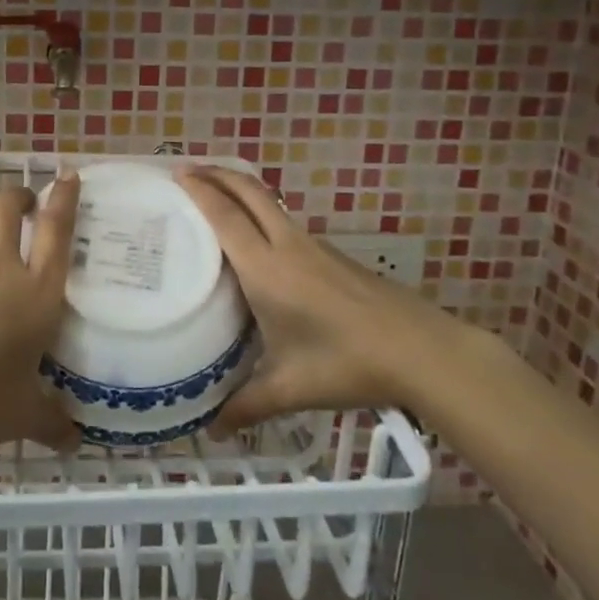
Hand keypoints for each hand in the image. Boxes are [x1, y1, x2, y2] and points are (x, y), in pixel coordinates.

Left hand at [0, 176, 80, 463]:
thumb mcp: (24, 417)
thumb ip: (54, 422)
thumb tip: (74, 440)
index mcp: (38, 294)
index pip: (56, 230)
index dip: (64, 197)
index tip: (69, 175)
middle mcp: (2, 273)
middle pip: (8, 208)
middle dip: (21, 195)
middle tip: (34, 205)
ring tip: (7, 261)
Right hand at [178, 167, 469, 429]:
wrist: (421, 350)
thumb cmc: (347, 363)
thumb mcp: (290, 388)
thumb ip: (247, 406)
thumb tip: (212, 429)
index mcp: (267, 269)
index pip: (226, 217)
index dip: (200, 191)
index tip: (177, 174)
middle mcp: (288, 246)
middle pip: (250, 192)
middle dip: (219, 174)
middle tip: (190, 170)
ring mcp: (315, 247)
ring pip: (270, 204)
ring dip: (242, 191)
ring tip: (218, 200)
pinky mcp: (334, 256)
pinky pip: (287, 223)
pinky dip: (263, 215)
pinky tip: (261, 244)